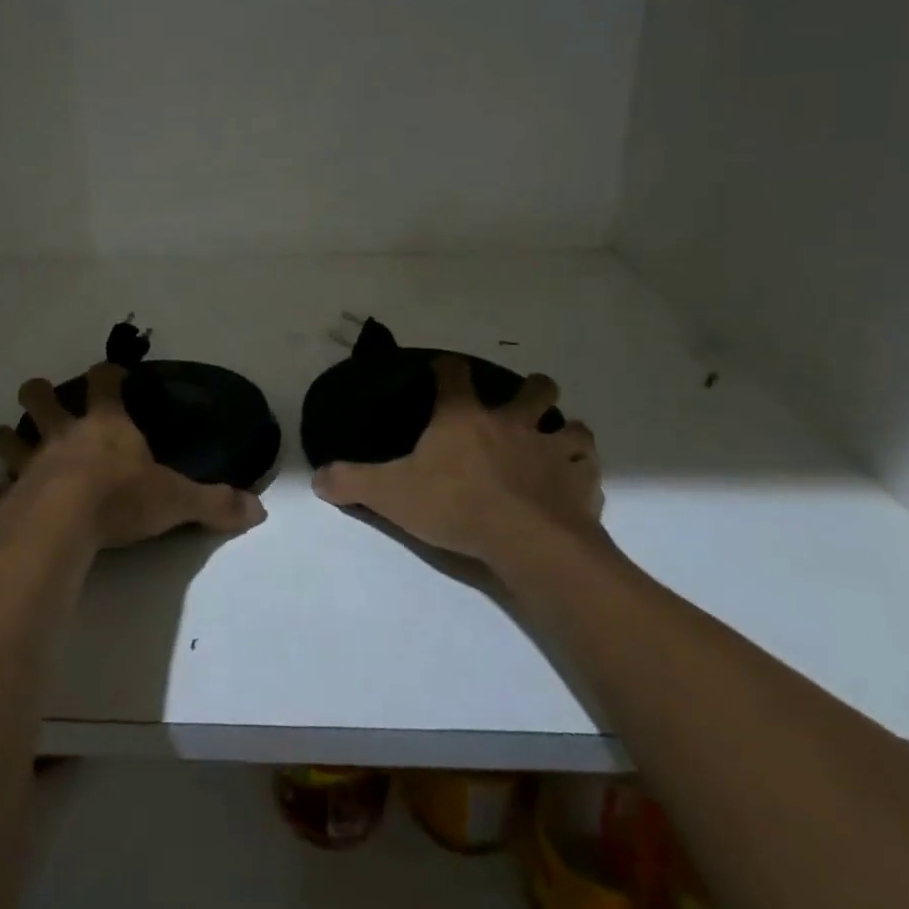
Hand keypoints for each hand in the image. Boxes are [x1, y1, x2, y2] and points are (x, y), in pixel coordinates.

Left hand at [0, 364, 265, 550]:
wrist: (66, 526)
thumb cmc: (122, 501)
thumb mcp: (177, 501)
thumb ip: (215, 502)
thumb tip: (258, 509)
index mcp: (105, 427)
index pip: (105, 383)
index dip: (107, 373)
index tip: (109, 370)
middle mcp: (63, 436)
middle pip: (41, 400)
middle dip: (39, 395)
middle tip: (40, 397)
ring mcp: (29, 465)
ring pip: (6, 439)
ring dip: (3, 438)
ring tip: (1, 440)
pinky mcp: (4, 498)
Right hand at [312, 355, 604, 564]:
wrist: (525, 541)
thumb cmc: (455, 505)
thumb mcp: (391, 494)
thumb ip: (353, 482)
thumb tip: (318, 478)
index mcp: (464, 417)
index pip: (454, 374)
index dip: (448, 368)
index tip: (445, 369)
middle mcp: (512, 423)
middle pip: (534, 387)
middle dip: (532, 389)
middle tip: (523, 403)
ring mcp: (551, 450)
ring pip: (572, 426)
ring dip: (566, 432)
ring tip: (556, 444)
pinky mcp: (581, 481)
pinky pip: (590, 469)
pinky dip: (585, 473)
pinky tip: (576, 485)